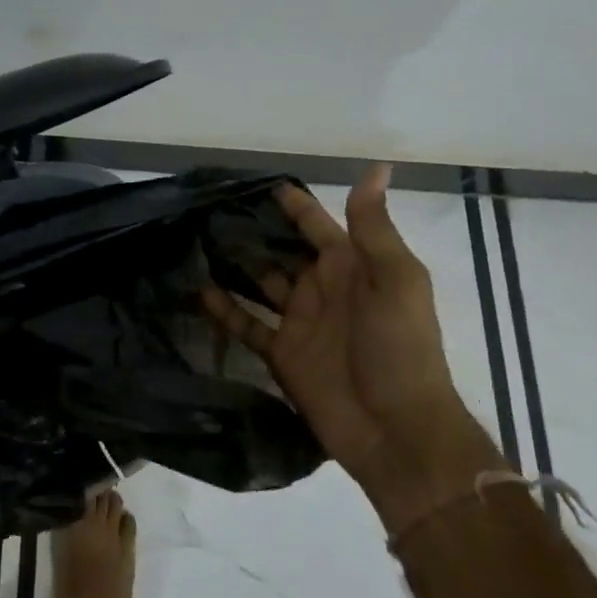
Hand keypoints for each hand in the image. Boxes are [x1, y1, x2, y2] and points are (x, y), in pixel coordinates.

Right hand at [202, 164, 499, 532]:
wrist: (396, 430)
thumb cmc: (401, 347)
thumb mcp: (396, 280)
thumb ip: (374, 227)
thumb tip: (376, 168)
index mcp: (350, 266)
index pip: (316, 224)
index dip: (292, 204)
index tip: (256, 183)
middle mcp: (321, 288)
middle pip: (281, 250)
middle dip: (252, 230)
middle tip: (209, 209)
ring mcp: (299, 322)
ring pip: (259, 283)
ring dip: (233, 264)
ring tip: (195, 241)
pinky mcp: (282, 354)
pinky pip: (247, 325)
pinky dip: (224, 310)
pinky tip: (196, 291)